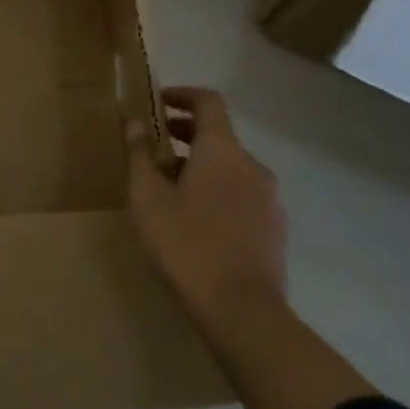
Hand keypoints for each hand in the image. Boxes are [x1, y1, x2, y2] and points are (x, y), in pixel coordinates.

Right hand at [129, 86, 376, 408]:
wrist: (242, 313)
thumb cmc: (186, 244)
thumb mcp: (147, 197)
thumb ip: (139, 154)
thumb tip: (134, 122)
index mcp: (222, 149)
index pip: (208, 102)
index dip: (183, 95)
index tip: (159, 102)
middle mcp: (252, 165)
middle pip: (219, 135)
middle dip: (187, 134)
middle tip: (156, 146)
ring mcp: (270, 200)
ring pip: (231, 168)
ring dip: (202, 166)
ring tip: (171, 189)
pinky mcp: (275, 231)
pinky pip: (243, 196)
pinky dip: (220, 192)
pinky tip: (197, 221)